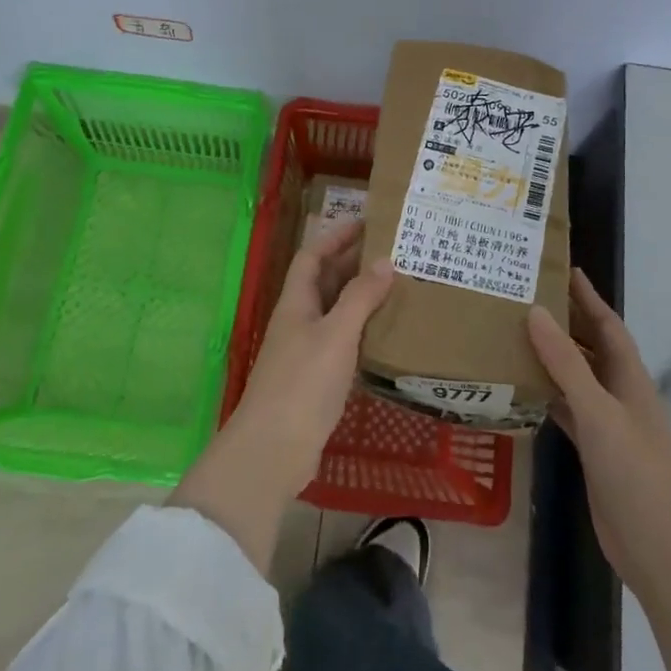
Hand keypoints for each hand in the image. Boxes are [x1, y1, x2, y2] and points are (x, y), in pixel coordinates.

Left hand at [171, 220, 393, 570]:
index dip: (335, 235)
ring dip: (360, 296)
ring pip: (335, 311)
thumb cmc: (303, 383)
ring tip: (396, 285)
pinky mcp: (317, 379)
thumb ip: (360, 297)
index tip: (365, 221)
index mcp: (296, 302)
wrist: (274, 449)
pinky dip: (362, 330)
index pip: (312, 256)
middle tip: (392, 251)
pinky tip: (385, 333)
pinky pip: (342, 341)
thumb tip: (385, 260)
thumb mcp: (336, 334)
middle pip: (324, 281)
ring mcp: (305, 351)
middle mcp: (299, 321)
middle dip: (352, 262)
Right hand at [527, 269, 670, 591]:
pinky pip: (567, 408)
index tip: (565, 270)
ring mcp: (608, 423)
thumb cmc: (633, 469)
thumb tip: (536, 312)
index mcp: (630, 378)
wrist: (656, 544)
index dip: (589, 298)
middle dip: (567, 322)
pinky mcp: (594, 448)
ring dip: (553, 357)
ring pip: (577, 377)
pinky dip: (547, 394)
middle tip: (528, 298)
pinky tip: (522, 387)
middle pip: (592, 347)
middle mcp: (620, 394)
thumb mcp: (598, 410)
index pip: (608, 326)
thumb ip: (566, 363)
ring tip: (517, 334)